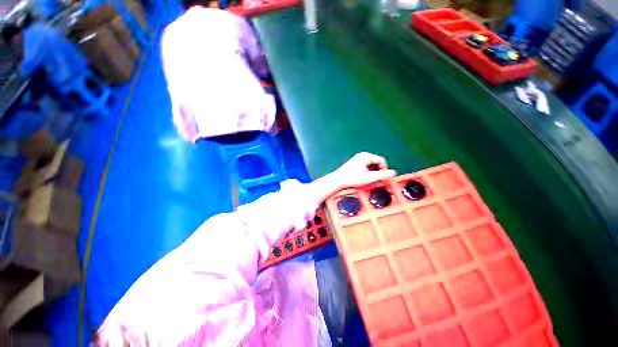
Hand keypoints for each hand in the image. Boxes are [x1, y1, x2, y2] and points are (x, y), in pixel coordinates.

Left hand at [311, 152, 396, 202]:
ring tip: (369, 180)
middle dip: (378, 171)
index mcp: (366, 156)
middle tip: (376, 180)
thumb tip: (394, 173)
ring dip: (373, 172)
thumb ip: (381, 175)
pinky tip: (364, 178)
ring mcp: (358, 158)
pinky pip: (365, 166)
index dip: (384, 170)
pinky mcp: (355, 162)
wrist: (338, 180)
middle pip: (376, 162)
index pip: (381, 161)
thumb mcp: (368, 178)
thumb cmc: (352, 178)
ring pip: (371, 164)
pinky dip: (367, 171)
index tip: (383, 178)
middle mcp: (362, 155)